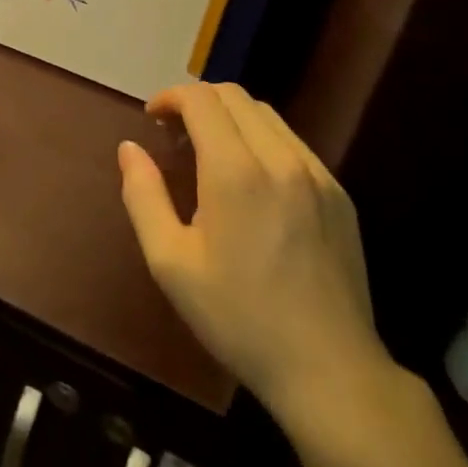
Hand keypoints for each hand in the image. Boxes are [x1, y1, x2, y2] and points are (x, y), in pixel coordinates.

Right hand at [118, 83, 394, 411]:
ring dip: (230, 116)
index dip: (171, 97)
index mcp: (235, 171)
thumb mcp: (172, 265)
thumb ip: (144, 196)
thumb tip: (129, 148)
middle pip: (234, 95)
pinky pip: (293, 142)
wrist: (330, 370)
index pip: (201, 99)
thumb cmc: (240, 319)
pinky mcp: (338, 192)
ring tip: (211, 151)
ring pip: (265, 114)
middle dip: (198, 101)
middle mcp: (279, 157)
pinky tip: (253, 178)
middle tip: (175, 134)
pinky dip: (262, 138)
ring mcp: (316, 172)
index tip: (152, 119)